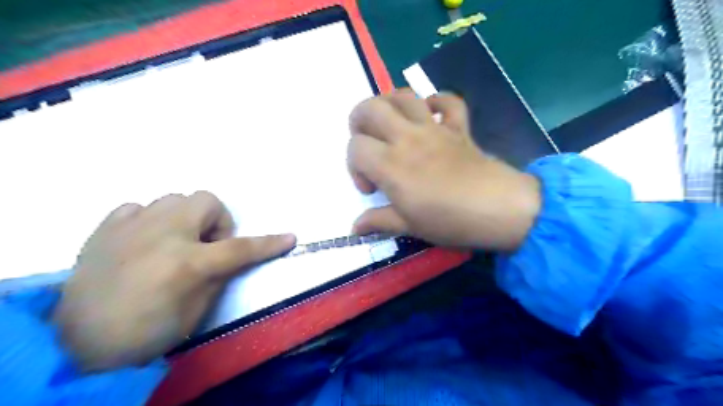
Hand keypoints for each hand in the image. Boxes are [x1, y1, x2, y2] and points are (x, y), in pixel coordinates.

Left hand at [53, 191, 295, 372]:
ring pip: (174, 198)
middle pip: (207, 200)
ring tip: (175, 242)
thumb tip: (230, 256)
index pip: (240, 248)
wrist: (76, 342)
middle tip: (207, 246)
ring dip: (186, 218)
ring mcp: (132, 226)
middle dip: (216, 221)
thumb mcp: (195, 312)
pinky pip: (139, 207)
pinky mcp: (106, 227)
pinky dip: (151, 219)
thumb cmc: (145, 332)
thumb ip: (218, 276)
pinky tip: (145, 239)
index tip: (290, 238)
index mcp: (187, 263)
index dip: (269, 244)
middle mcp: (162, 235)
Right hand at [347, 89, 538, 249]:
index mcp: (391, 164)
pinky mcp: (458, 127)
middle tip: (367, 142)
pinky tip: (430, 115)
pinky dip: (436, 101)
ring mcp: (435, 128)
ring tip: (389, 123)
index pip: (355, 147)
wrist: (499, 209)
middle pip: (370, 108)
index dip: (353, 167)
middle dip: (358, 120)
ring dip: (389, 103)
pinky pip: (448, 101)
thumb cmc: (450, 221)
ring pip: (404, 96)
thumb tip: (355, 228)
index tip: (371, 188)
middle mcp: (407, 138)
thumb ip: (379, 222)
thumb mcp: (410, 226)